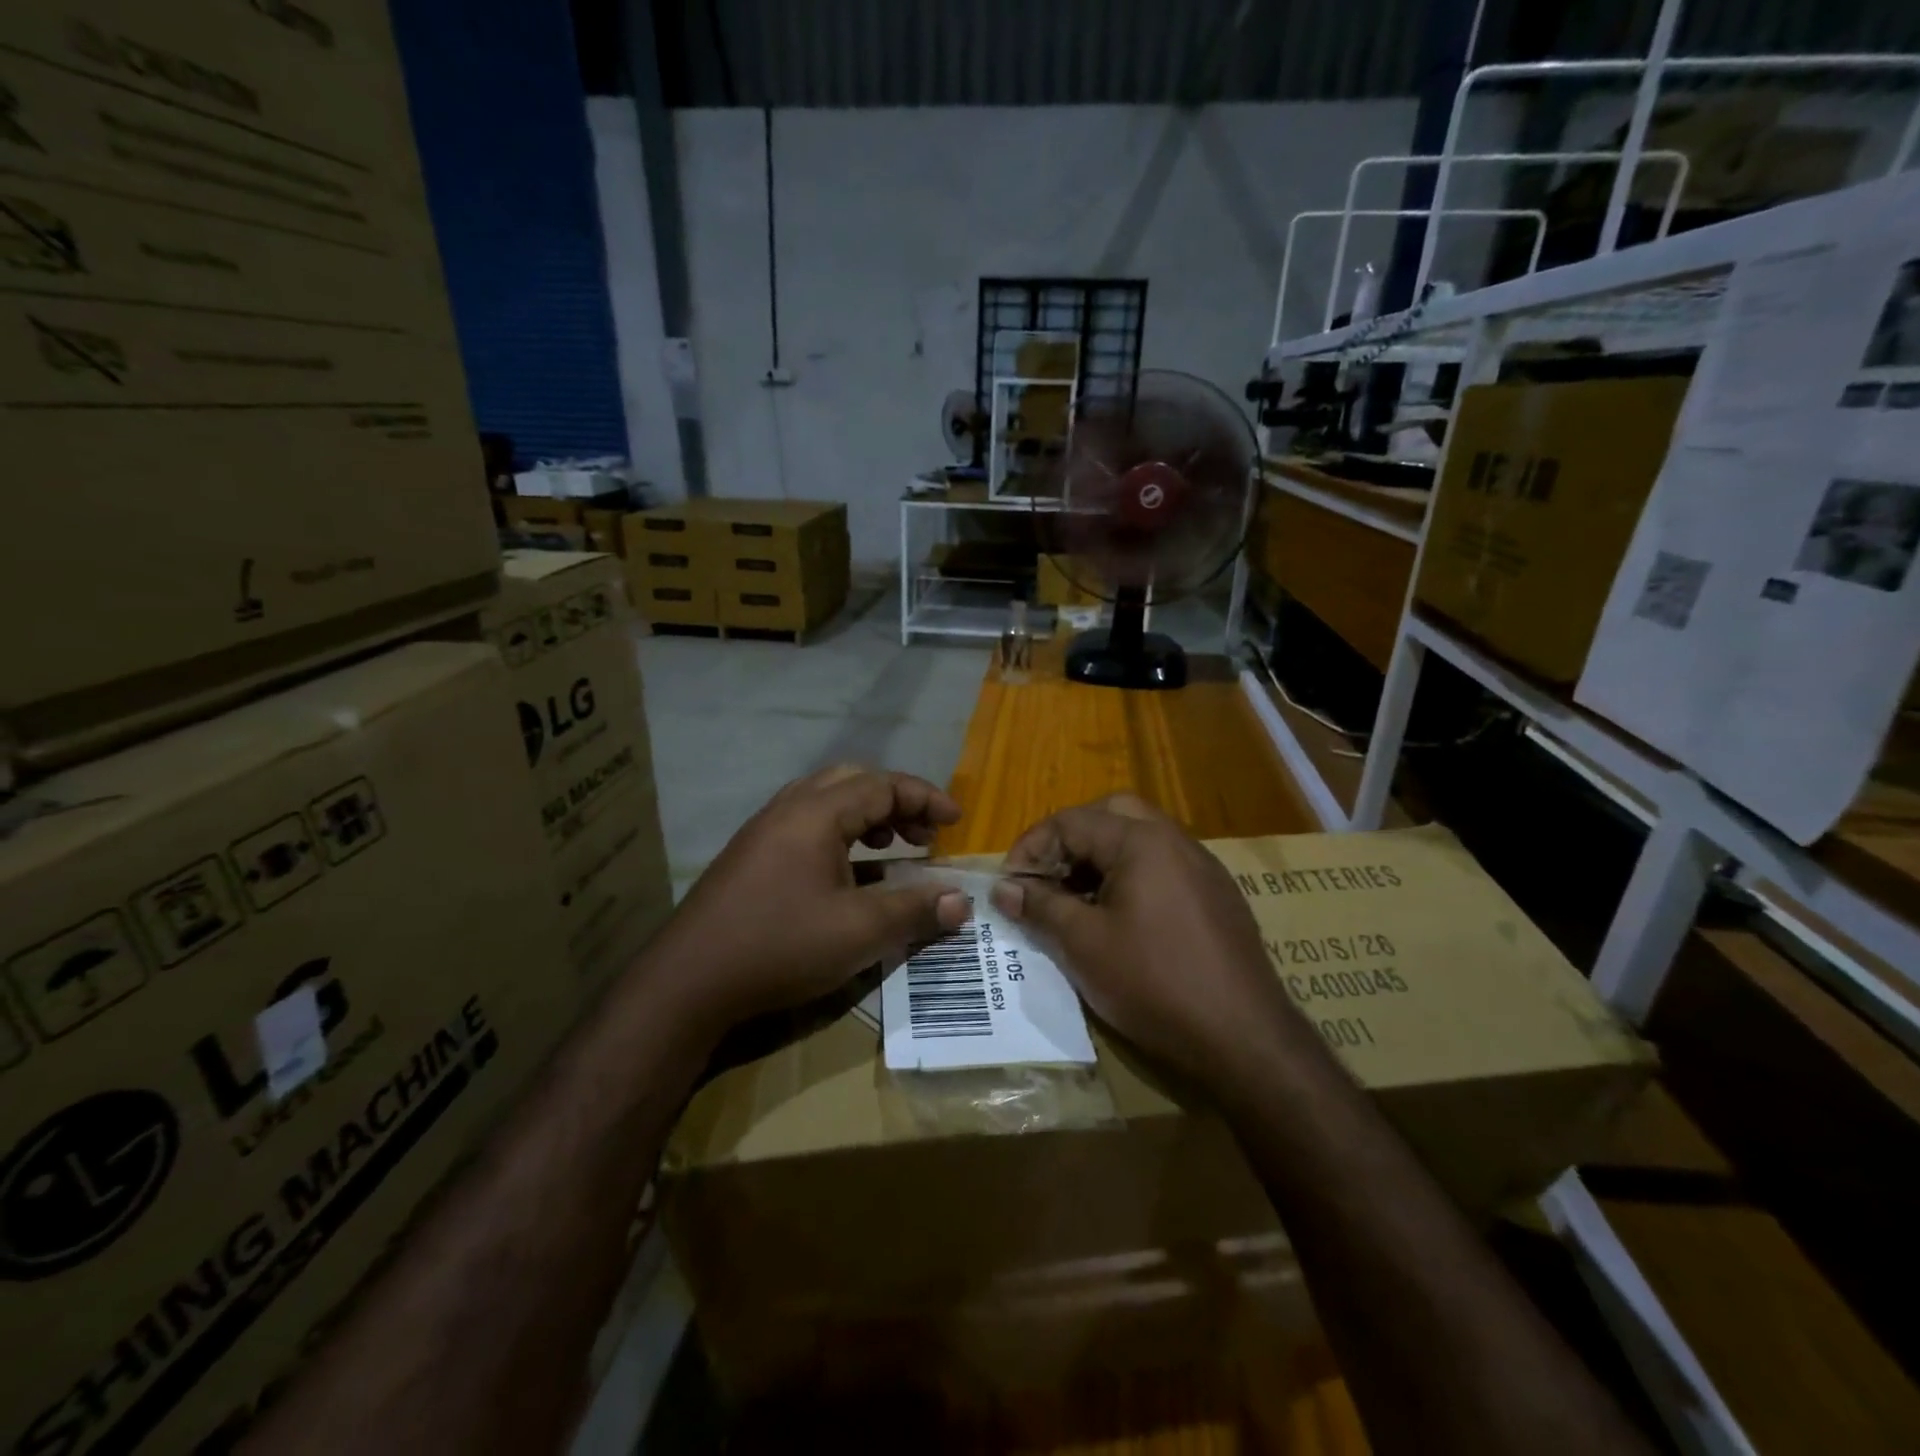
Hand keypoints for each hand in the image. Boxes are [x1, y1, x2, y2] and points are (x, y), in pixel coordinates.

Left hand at [655, 766, 971, 1034]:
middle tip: (924, 835)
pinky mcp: (751, 856)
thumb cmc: (780, 946)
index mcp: (815, 813)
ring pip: (827, 801)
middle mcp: (788, 809)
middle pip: (853, 782)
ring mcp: (764, 831)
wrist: (687, 982)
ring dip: (867, 816)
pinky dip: (841, 835)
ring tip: (893, 849)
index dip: (925, 799)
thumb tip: (962, 901)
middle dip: (897, 802)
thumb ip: (915, 910)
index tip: (956, 823)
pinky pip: (807, 825)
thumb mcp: (859, 932)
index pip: (883, 785)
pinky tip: (849, 875)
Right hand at [990, 794, 1305, 1088]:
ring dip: (1099, 858)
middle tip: (1045, 876)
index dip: (1031, 848)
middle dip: (1069, 839)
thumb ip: (1040, 906)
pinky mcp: (1216, 897)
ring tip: (1073, 899)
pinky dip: (1129, 876)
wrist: (1244, 1038)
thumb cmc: (1154, 983)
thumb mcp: (1083, 944)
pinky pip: (1162, 867)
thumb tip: (1003, 888)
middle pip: (1110, 815)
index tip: (1009, 885)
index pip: (1071, 821)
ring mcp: (1202, 868)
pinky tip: (1116, 919)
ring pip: (1139, 839)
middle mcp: (1176, 841)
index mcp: (1142, 841)